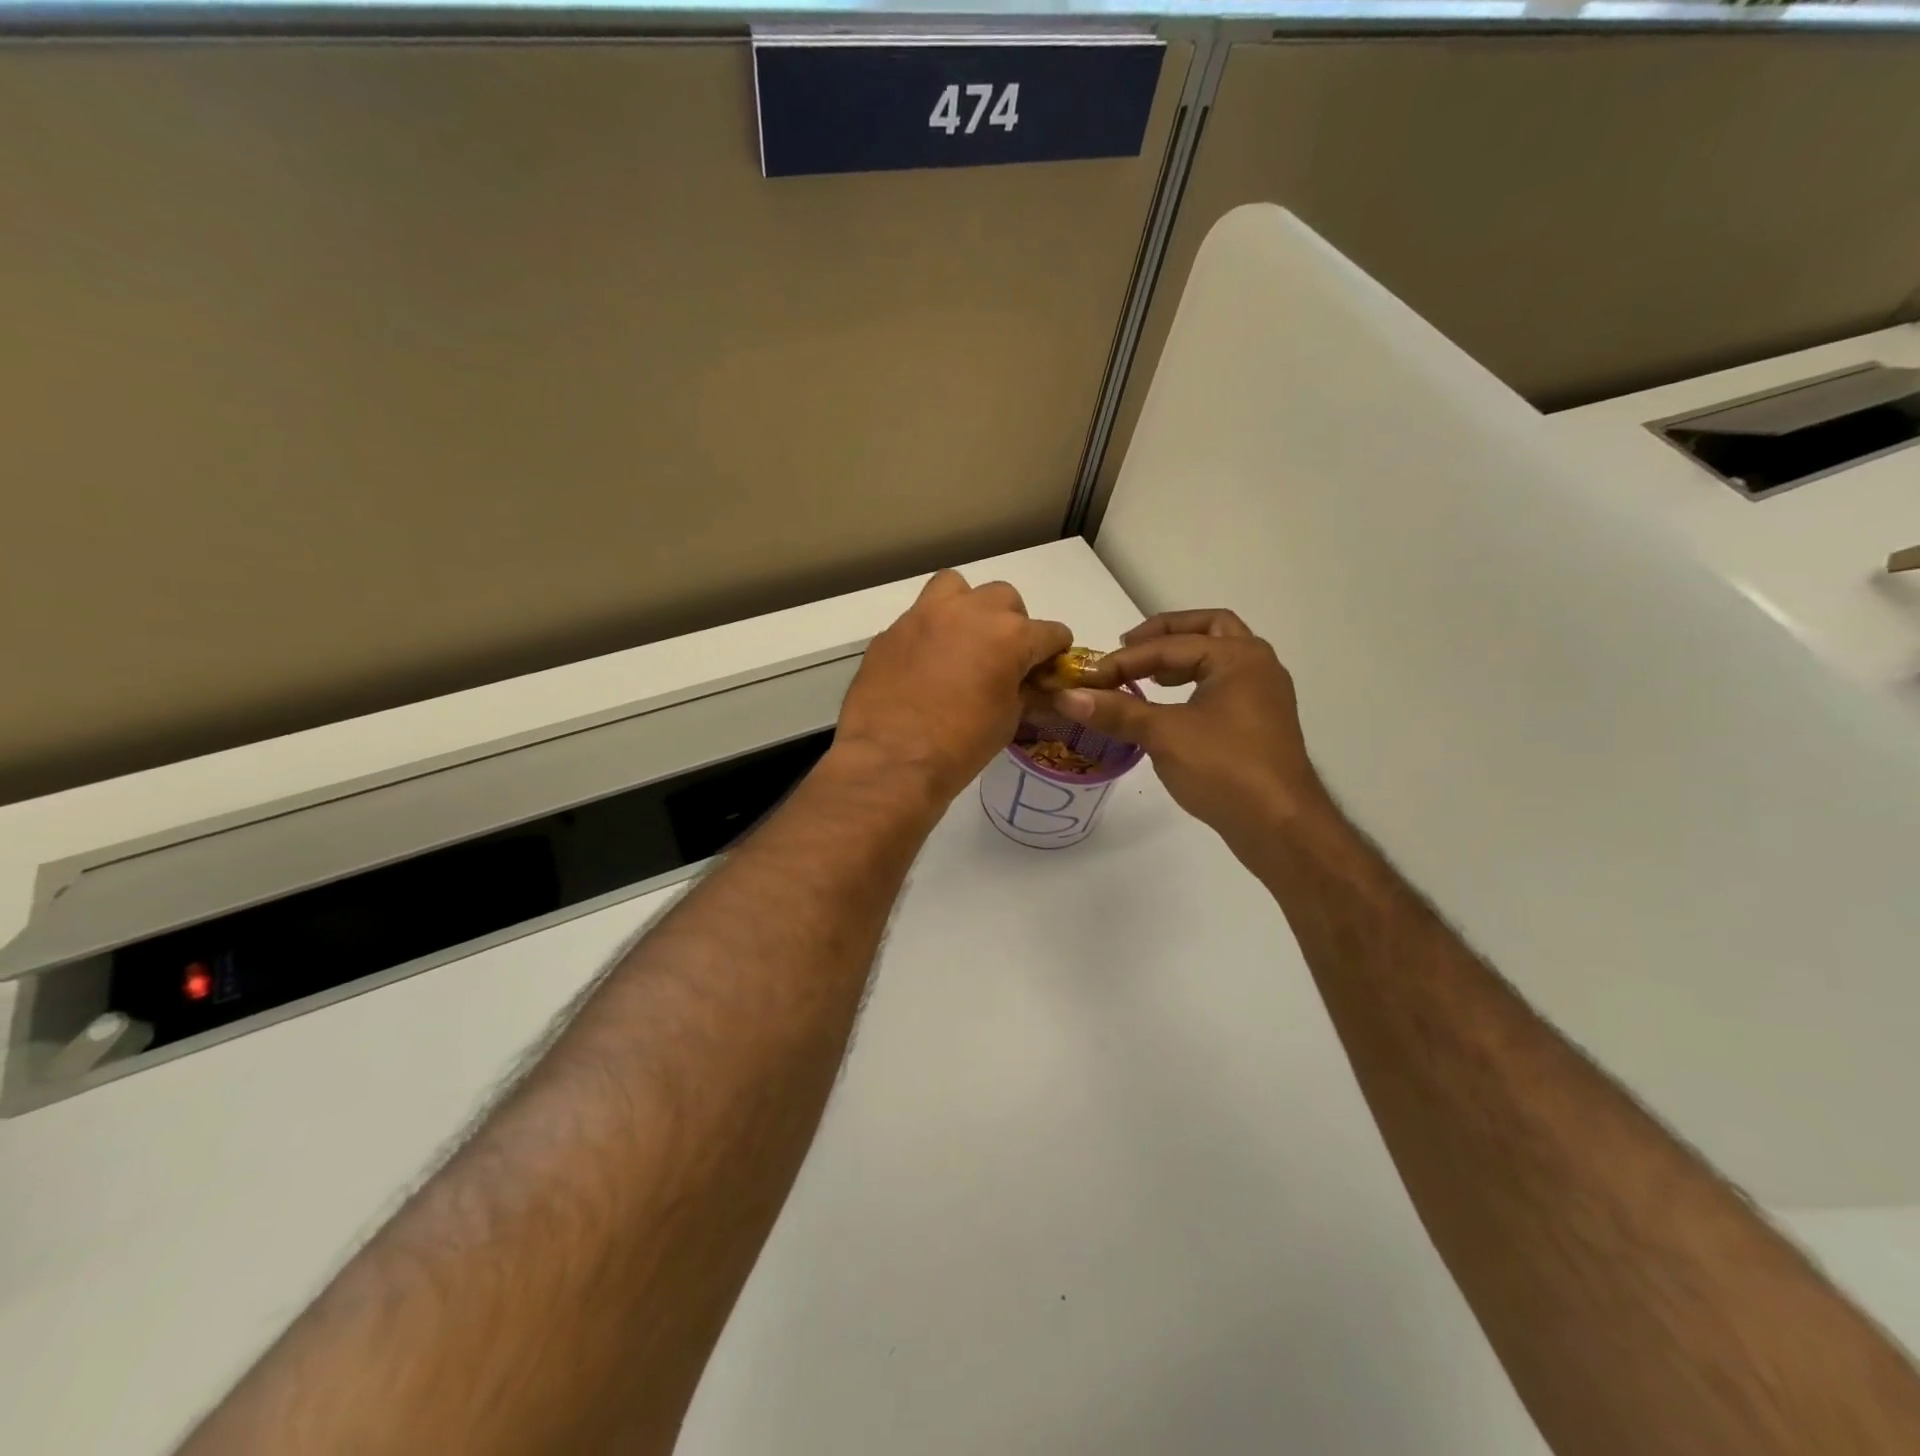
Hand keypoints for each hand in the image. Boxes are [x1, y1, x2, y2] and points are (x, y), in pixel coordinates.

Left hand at [834, 570, 1072, 805]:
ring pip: (956, 587)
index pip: (1050, 632)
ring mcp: (924, 616)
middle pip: (1004, 598)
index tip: (1046, 669)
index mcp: (1009, 635)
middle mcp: (969, 612)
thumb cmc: (960, 746)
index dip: (1054, 652)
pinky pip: (919, 618)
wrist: (891, 760)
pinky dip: (930, 633)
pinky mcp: (891, 631)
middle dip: (1011, 623)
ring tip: (962, 640)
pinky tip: (924, 664)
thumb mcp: (1007, 720)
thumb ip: (1023, 690)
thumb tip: (1029, 684)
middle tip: (1002, 657)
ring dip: (967, 607)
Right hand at [1055, 609, 1326, 846]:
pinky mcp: (1259, 722)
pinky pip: (1222, 684)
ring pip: (1217, 657)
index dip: (1124, 660)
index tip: (1088, 677)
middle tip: (1127, 648)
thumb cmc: (1225, 769)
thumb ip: (1117, 711)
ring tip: (1146, 675)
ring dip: (1180, 658)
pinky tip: (1169, 706)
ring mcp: (1262, 694)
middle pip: (1207, 628)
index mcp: (1238, 656)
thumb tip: (1066, 696)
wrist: (1280, 826)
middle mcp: (1256, 664)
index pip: (1170, 646)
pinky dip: (1193, 682)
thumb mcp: (1164, 735)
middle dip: (1164, 634)